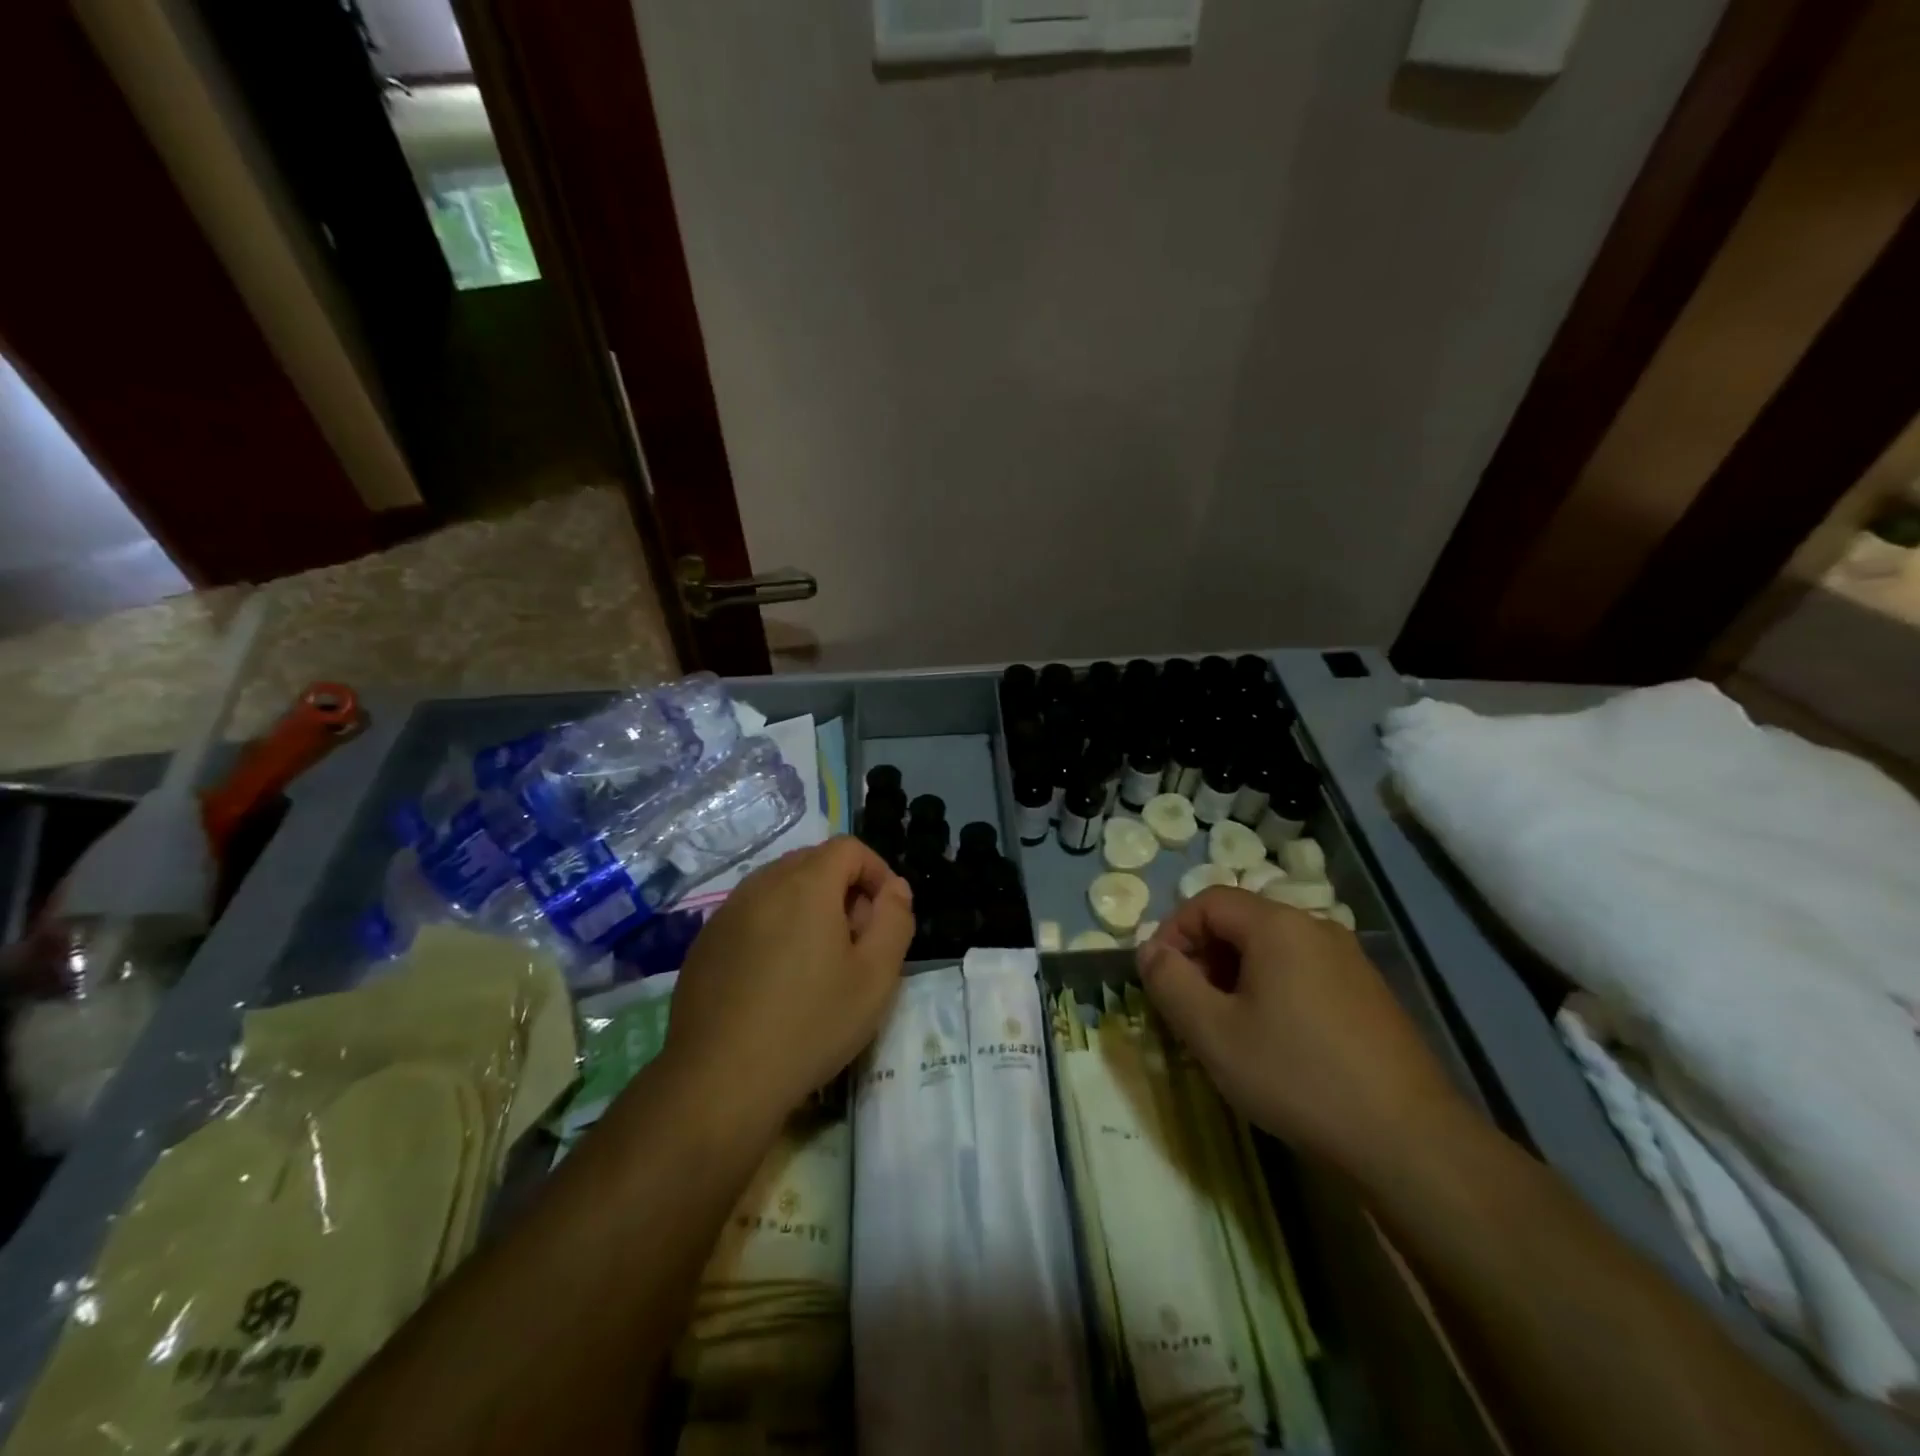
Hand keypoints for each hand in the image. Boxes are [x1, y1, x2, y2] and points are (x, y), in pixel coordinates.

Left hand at [664, 837, 914, 1126]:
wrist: (719, 1080)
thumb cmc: (810, 1025)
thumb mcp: (876, 977)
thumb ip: (895, 919)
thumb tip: (894, 888)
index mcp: (806, 884)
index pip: (849, 848)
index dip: (876, 872)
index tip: (884, 916)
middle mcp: (762, 884)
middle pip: (813, 863)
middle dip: (843, 889)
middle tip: (856, 942)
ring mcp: (727, 912)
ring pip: (780, 887)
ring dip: (807, 908)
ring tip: (817, 963)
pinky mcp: (705, 942)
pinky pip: (751, 914)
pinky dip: (774, 927)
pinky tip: (775, 980)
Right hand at [1138, 887, 1469, 1175]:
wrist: (1410, 1141)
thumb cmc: (1297, 1075)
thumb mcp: (1212, 1032)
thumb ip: (1169, 982)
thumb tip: (1149, 950)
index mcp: (1277, 925)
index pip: (1207, 902)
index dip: (1173, 933)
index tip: (1158, 979)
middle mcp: (1316, 927)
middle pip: (1241, 923)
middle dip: (1203, 958)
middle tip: (1189, 1008)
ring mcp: (1350, 960)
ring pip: (1272, 951)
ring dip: (1236, 978)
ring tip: (1228, 1029)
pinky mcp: (1370, 994)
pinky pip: (1304, 974)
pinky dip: (1273, 992)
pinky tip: (1276, 1043)